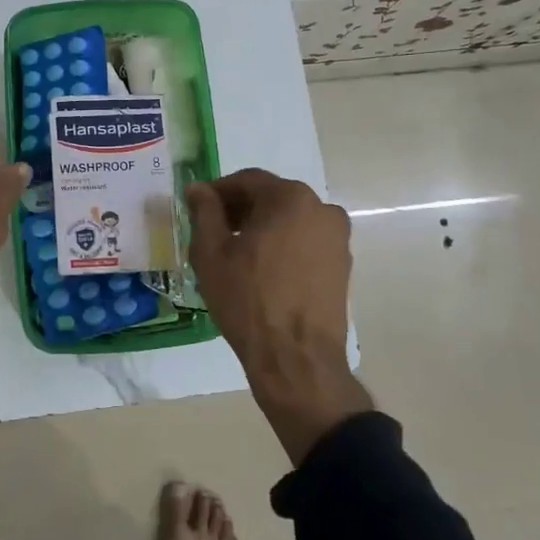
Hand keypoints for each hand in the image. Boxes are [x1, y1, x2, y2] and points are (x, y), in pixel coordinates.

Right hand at [186, 169, 372, 464]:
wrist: (296, 358)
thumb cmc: (248, 299)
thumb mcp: (212, 252)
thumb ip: (205, 212)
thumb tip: (199, 190)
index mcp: (291, 198)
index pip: (248, 180)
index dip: (218, 192)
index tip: (197, 207)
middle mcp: (322, 210)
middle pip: (272, 198)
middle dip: (241, 209)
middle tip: (213, 231)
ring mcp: (337, 239)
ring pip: (290, 221)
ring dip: (262, 228)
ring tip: (236, 254)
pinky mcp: (342, 266)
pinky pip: (305, 243)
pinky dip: (282, 247)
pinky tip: (261, 271)